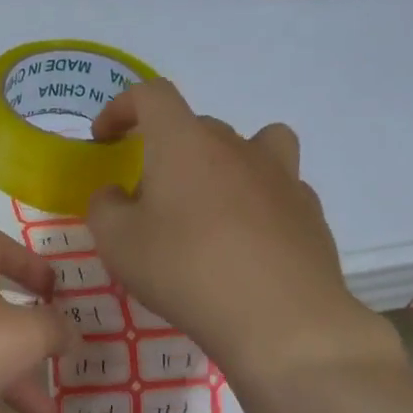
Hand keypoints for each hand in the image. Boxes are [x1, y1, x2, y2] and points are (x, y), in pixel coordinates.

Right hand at [87, 80, 399, 388]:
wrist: (279, 317)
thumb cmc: (184, 269)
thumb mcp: (116, 242)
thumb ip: (104, 207)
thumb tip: (115, 194)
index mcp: (184, 142)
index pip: (150, 95)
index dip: (121, 107)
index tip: (104, 138)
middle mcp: (234, 145)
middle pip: (194, 127)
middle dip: (164, 154)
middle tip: (147, 202)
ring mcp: (279, 174)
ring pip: (249, 146)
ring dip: (222, 163)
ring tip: (208, 204)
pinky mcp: (307, 209)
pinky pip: (276, 186)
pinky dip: (255, 200)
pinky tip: (245, 240)